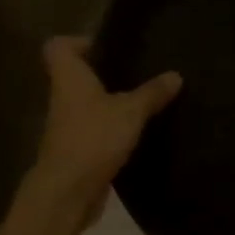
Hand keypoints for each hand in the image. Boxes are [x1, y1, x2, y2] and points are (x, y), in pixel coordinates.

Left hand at [28, 36, 181, 228]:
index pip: (58, 47)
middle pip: (76, 75)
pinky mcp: (77, 149)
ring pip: (88, 103)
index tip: (107, 46)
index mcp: (69, 79)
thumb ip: (152, 92)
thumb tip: (176, 75)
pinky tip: (140, 129)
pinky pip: (96, 129)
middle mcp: (64, 98)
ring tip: (145, 98)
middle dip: (104, 72)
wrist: (67, 193)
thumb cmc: (94, 138)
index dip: (78, 41)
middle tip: (137, 69)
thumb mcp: (131, 111)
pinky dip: (114, 127)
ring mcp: (68, 126)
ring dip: (111, 101)